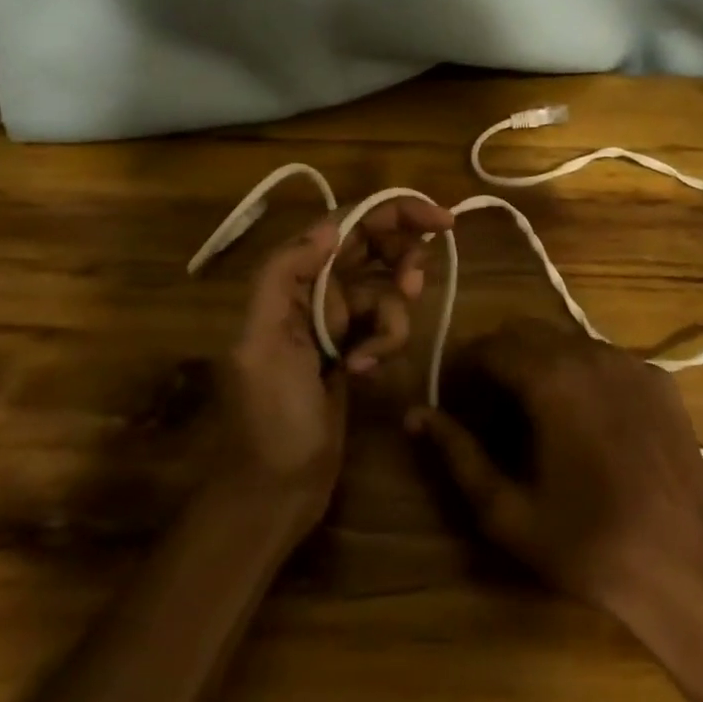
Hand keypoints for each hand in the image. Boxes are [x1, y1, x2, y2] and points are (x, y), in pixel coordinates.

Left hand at [220, 200, 453, 506]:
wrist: (275, 490)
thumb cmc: (268, 418)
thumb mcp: (261, 343)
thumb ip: (284, 275)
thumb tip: (331, 226)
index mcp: (291, 279)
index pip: (346, 225)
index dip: (393, 211)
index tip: (442, 218)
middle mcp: (314, 290)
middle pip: (373, 248)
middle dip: (401, 259)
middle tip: (414, 285)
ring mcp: (336, 321)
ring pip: (385, 290)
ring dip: (392, 317)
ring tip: (372, 354)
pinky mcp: (353, 348)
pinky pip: (385, 325)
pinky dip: (385, 343)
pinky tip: (365, 373)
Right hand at [407, 319, 702, 615]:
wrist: (686, 571)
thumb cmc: (589, 545)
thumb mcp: (508, 511)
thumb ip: (457, 454)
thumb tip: (415, 415)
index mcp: (551, 378)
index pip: (490, 345)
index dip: (464, 365)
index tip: (453, 395)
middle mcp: (591, 353)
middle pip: (527, 332)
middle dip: (499, 357)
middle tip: (488, 403)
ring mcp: (632, 363)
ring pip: (567, 340)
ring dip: (540, 361)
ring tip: (535, 411)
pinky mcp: (661, 380)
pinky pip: (607, 358)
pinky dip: (582, 373)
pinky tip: (586, 418)